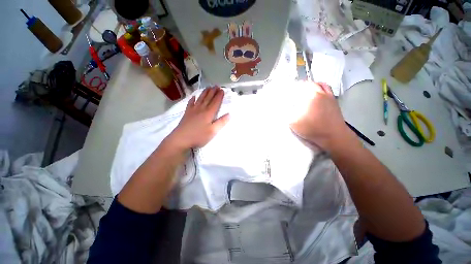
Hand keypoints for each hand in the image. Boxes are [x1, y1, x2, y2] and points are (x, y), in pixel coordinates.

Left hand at [166, 87, 229, 149]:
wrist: (181, 138)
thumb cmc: (199, 136)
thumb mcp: (213, 131)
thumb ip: (221, 122)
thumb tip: (229, 114)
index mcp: (208, 113)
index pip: (215, 102)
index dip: (219, 96)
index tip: (222, 90)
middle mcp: (201, 109)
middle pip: (208, 98)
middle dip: (213, 92)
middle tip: (216, 86)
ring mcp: (193, 110)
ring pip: (200, 99)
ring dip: (205, 93)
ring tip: (208, 87)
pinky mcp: (187, 113)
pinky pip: (190, 103)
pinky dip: (193, 99)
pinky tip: (194, 96)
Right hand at [290, 82, 350, 150]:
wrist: (333, 136)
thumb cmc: (312, 128)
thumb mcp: (293, 123)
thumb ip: (287, 114)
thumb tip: (284, 108)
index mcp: (311, 96)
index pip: (300, 87)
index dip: (293, 87)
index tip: (289, 90)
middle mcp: (321, 93)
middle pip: (311, 84)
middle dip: (303, 85)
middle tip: (296, 90)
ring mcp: (329, 97)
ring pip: (321, 85)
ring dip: (313, 85)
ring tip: (307, 89)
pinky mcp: (335, 102)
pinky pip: (328, 90)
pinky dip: (322, 89)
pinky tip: (318, 95)